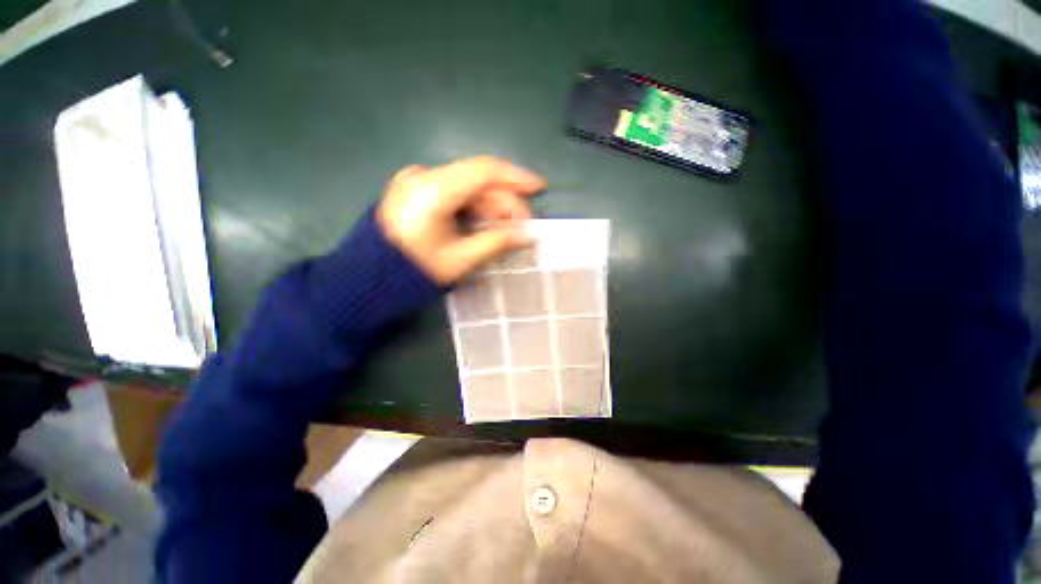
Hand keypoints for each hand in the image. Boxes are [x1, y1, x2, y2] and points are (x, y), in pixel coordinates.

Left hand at [377, 156, 546, 283]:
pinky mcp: (413, 191)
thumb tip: (527, 234)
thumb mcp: (459, 261)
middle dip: (503, 202)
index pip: (483, 172)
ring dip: (489, 206)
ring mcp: (414, 181)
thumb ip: (495, 243)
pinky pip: (452, 192)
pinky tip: (482, 223)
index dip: (515, 178)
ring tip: (504, 229)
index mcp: (431, 191)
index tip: (538, 187)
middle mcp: (422, 177)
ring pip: (466, 187)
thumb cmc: (412, 274)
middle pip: (476, 180)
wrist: (366, 280)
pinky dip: (472, 207)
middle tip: (521, 225)